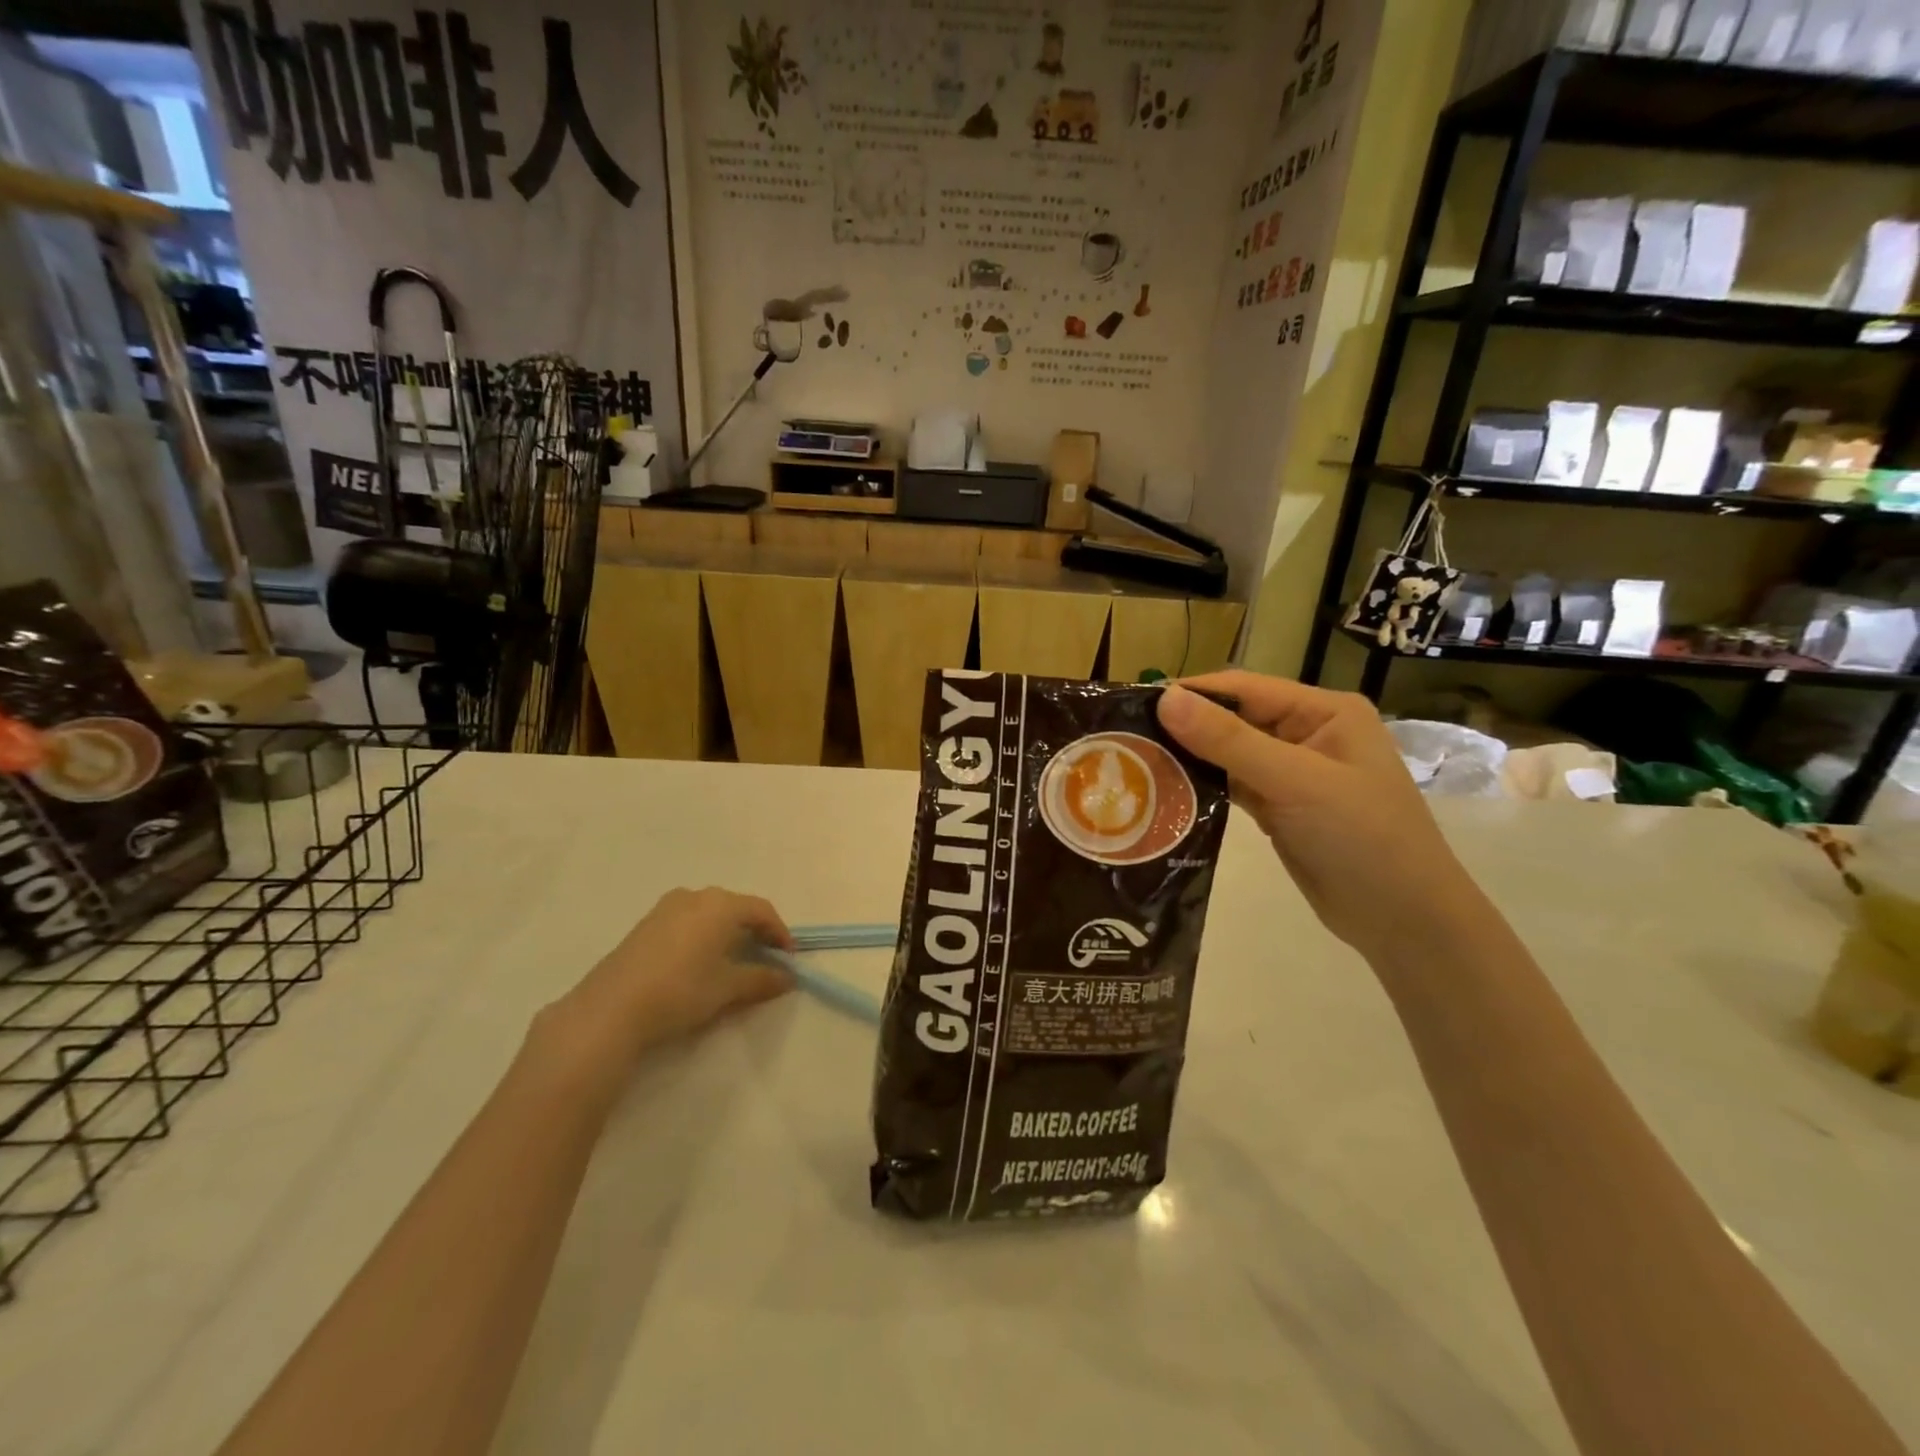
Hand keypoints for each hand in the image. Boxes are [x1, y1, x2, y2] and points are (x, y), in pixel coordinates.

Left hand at [547, 888, 795, 1069]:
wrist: (611, 1009)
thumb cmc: (681, 990)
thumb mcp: (727, 988)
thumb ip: (761, 979)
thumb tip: (788, 977)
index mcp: (720, 905)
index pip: (761, 910)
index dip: (779, 933)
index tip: (788, 958)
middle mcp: (695, 897)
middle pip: (735, 907)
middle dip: (753, 930)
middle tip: (763, 957)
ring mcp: (665, 908)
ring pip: (708, 913)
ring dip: (726, 932)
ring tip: (731, 960)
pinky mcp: (644, 925)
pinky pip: (686, 922)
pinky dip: (702, 935)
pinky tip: (698, 962)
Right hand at [1157, 673, 1479, 963]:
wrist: (1405, 922)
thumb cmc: (1362, 838)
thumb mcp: (1295, 782)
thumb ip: (1228, 740)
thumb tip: (1165, 699)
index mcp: (1323, 712)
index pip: (1244, 689)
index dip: (1191, 694)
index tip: (1134, 705)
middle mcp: (1307, 734)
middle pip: (1233, 720)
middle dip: (1185, 728)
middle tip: (1125, 739)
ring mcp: (1292, 773)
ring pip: (1228, 755)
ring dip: (1189, 760)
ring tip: (1135, 764)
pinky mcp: (1279, 808)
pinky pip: (1232, 786)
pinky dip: (1203, 788)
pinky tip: (1166, 793)